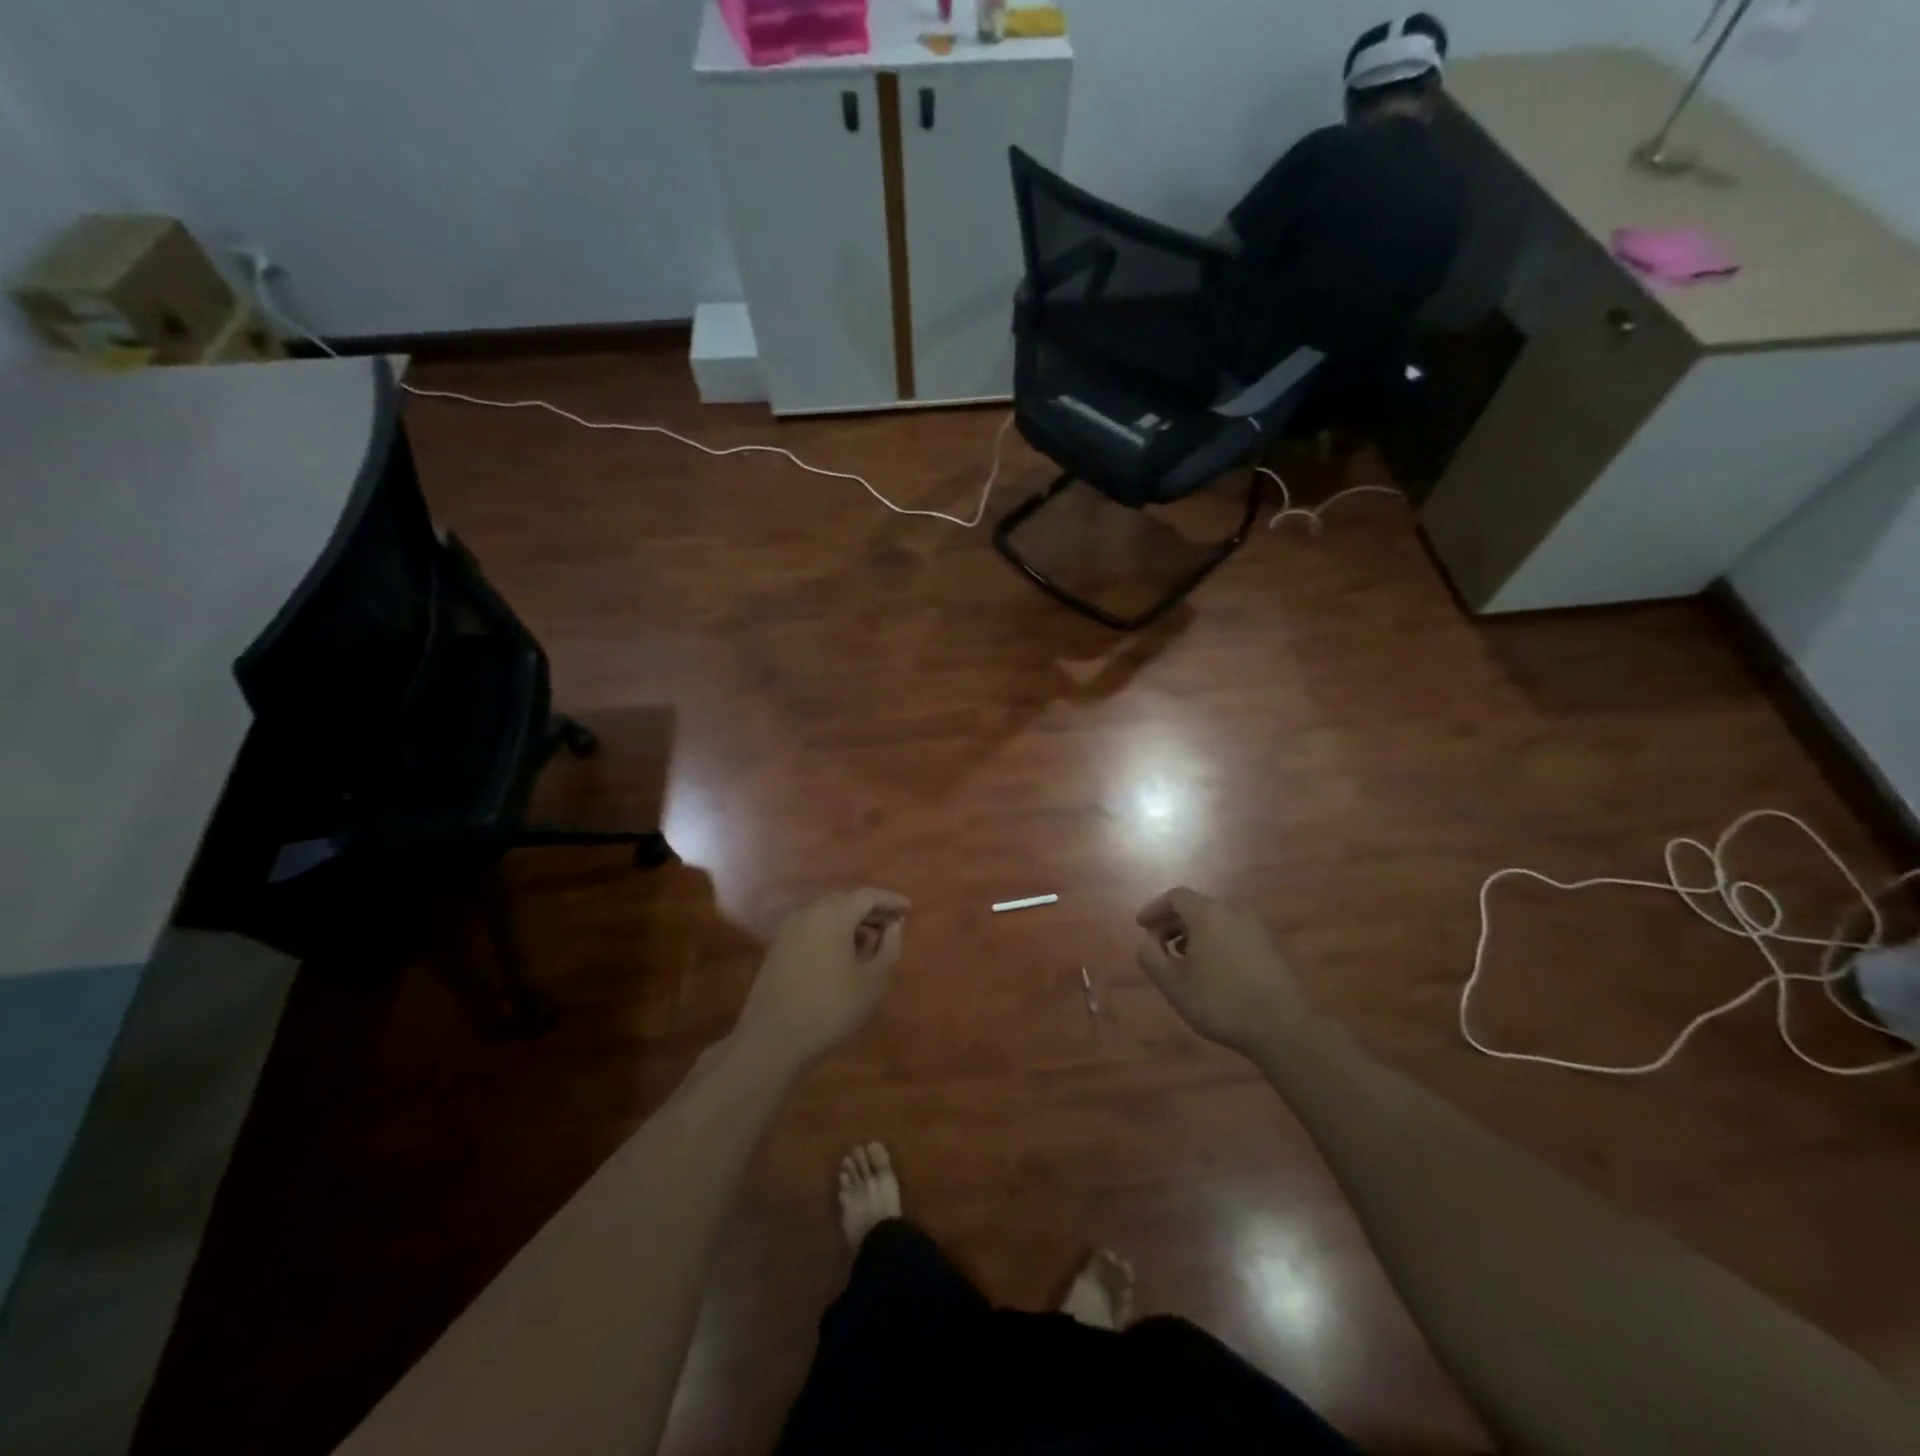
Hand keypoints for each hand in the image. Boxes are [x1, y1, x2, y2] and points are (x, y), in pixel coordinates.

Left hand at [735, 888, 908, 1072]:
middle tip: (892, 925)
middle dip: (871, 910)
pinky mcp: (777, 948)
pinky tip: (842, 954)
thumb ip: (889, 948)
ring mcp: (788, 930)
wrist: (772, 1040)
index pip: (868, 895)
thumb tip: (893, 926)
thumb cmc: (830, 1008)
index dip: (891, 900)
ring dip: (851, 921)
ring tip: (870, 942)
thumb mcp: (872, 981)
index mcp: (833, 914)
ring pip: (827, 914)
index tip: (908, 909)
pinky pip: (812, 928)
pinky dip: (832, 932)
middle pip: (846, 900)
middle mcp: (808, 912)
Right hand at [1135, 887, 1311, 1056]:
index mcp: (1208, 914)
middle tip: (1158, 944)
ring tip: (1183, 957)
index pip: (1175, 896)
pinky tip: (1212, 967)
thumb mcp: (1174, 985)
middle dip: (1173, 921)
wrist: (1282, 1027)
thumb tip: (1147, 942)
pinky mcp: (1270, 945)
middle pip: (1196, 906)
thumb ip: (1151, 958)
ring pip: (1217, 919)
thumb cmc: (1221, 1002)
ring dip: (1194, 932)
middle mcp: (1233, 911)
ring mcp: (1256, 927)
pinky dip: (1215, 939)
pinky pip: (1234, 931)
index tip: (1141, 926)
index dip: (1155, 909)